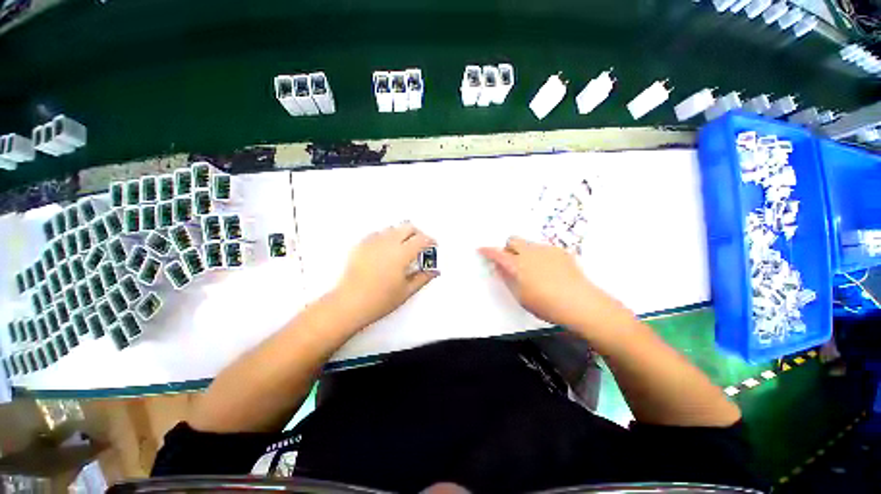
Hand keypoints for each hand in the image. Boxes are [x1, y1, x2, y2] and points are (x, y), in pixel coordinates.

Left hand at [333, 223, 437, 327]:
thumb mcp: (406, 291)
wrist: (349, 304)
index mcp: (401, 254)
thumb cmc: (379, 300)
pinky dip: (386, 238)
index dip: (430, 241)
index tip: (433, 246)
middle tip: (420, 246)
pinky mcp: (361, 245)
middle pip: (407, 227)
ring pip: (392, 228)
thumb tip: (434, 271)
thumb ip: (423, 278)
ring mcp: (372, 242)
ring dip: (401, 234)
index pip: (421, 239)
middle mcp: (387, 243)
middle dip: (417, 233)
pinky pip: (377, 234)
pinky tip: (385, 250)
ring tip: (403, 248)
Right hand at [479, 237, 628, 328]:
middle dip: (509, 248)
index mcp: (516, 264)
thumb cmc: (544, 303)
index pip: (497, 253)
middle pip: (513, 240)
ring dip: (525, 252)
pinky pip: (544, 249)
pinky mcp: (560, 251)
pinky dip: (541, 256)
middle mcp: (529, 252)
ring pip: (529, 244)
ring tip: (535, 269)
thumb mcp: (520, 295)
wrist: (579, 302)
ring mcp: (546, 249)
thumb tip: (500, 267)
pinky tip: (550, 270)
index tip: (482, 249)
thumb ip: (507, 279)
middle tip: (512, 262)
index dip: (488, 251)